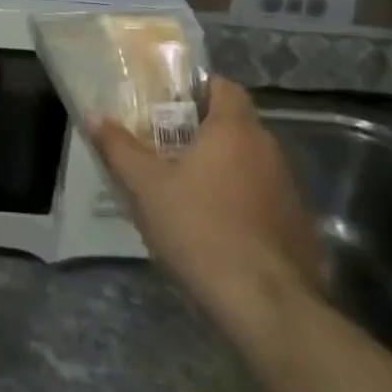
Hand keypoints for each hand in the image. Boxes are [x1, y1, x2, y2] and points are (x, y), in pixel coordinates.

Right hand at [88, 76, 322, 328]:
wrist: (267, 305)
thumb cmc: (201, 229)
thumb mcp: (147, 188)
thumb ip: (119, 149)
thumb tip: (94, 116)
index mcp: (235, 128)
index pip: (223, 86)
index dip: (197, 90)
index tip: (168, 107)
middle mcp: (268, 149)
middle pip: (234, 125)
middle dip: (202, 134)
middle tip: (166, 150)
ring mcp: (288, 189)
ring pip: (249, 164)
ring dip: (223, 171)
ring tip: (187, 194)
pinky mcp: (298, 226)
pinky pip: (264, 199)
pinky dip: (242, 204)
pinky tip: (217, 232)